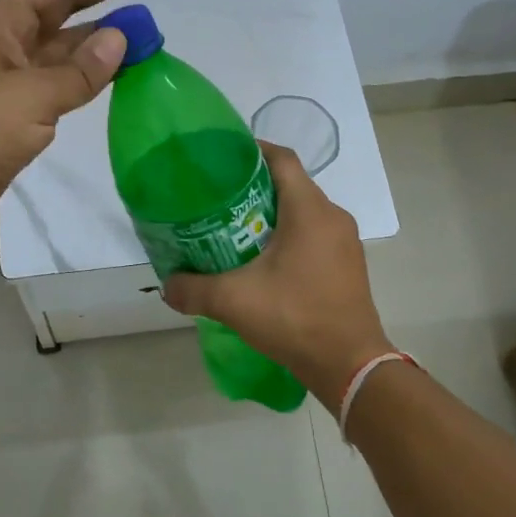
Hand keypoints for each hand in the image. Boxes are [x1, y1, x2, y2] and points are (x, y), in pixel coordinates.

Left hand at [0, 0, 141, 244]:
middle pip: (57, 2)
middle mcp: (4, 38)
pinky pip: (58, 77)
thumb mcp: (31, 97)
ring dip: (95, 30)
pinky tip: (110, 66)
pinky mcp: (14, 108)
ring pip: (60, 41)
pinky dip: (85, 69)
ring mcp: (8, 74)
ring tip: (135, 18)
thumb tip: (120, 40)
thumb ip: (79, 70)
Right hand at [162, 142, 392, 410]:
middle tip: (218, 199)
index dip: (252, 151)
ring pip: (303, 211)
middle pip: (290, 184)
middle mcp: (332, 216)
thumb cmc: (294, 317)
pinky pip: (314, 234)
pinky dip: (289, 236)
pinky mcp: (347, 264)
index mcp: (309, 210)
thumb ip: (193, 289)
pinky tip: (263, 260)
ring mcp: (345, 241)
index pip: (281, 159)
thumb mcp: (233, 301)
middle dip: (254, 187)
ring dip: (271, 214)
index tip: (222, 159)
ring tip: (235, 228)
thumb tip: (166, 285)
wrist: (349, 364)